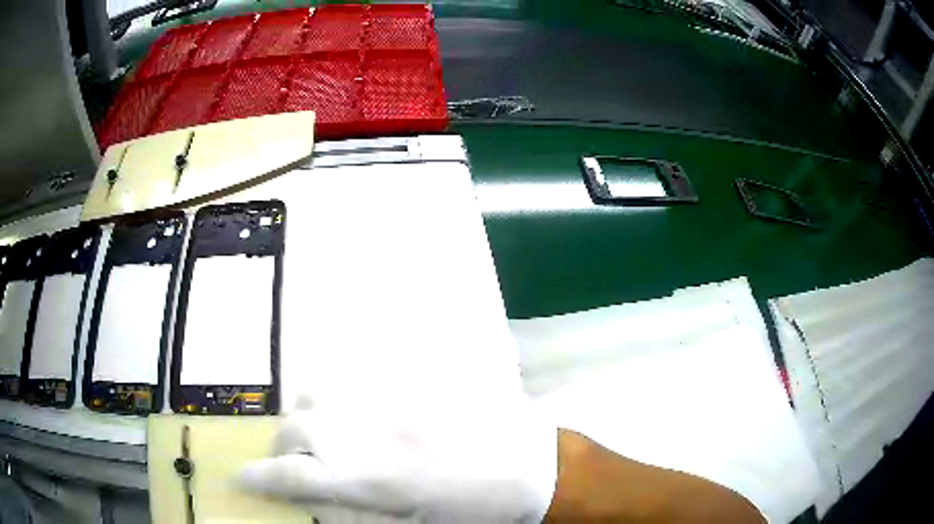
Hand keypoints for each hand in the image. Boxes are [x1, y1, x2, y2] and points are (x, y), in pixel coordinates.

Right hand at [239, 398, 557, 522]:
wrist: (526, 465)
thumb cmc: (470, 511)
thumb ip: (349, 515)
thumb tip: (311, 502)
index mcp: (360, 477)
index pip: (287, 473)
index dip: (257, 477)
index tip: (239, 478)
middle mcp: (360, 432)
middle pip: (293, 429)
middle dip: (282, 448)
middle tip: (291, 464)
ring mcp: (382, 403)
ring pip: (315, 397)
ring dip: (306, 419)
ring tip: (320, 438)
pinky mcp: (405, 386)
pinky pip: (353, 382)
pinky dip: (337, 400)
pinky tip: (354, 417)